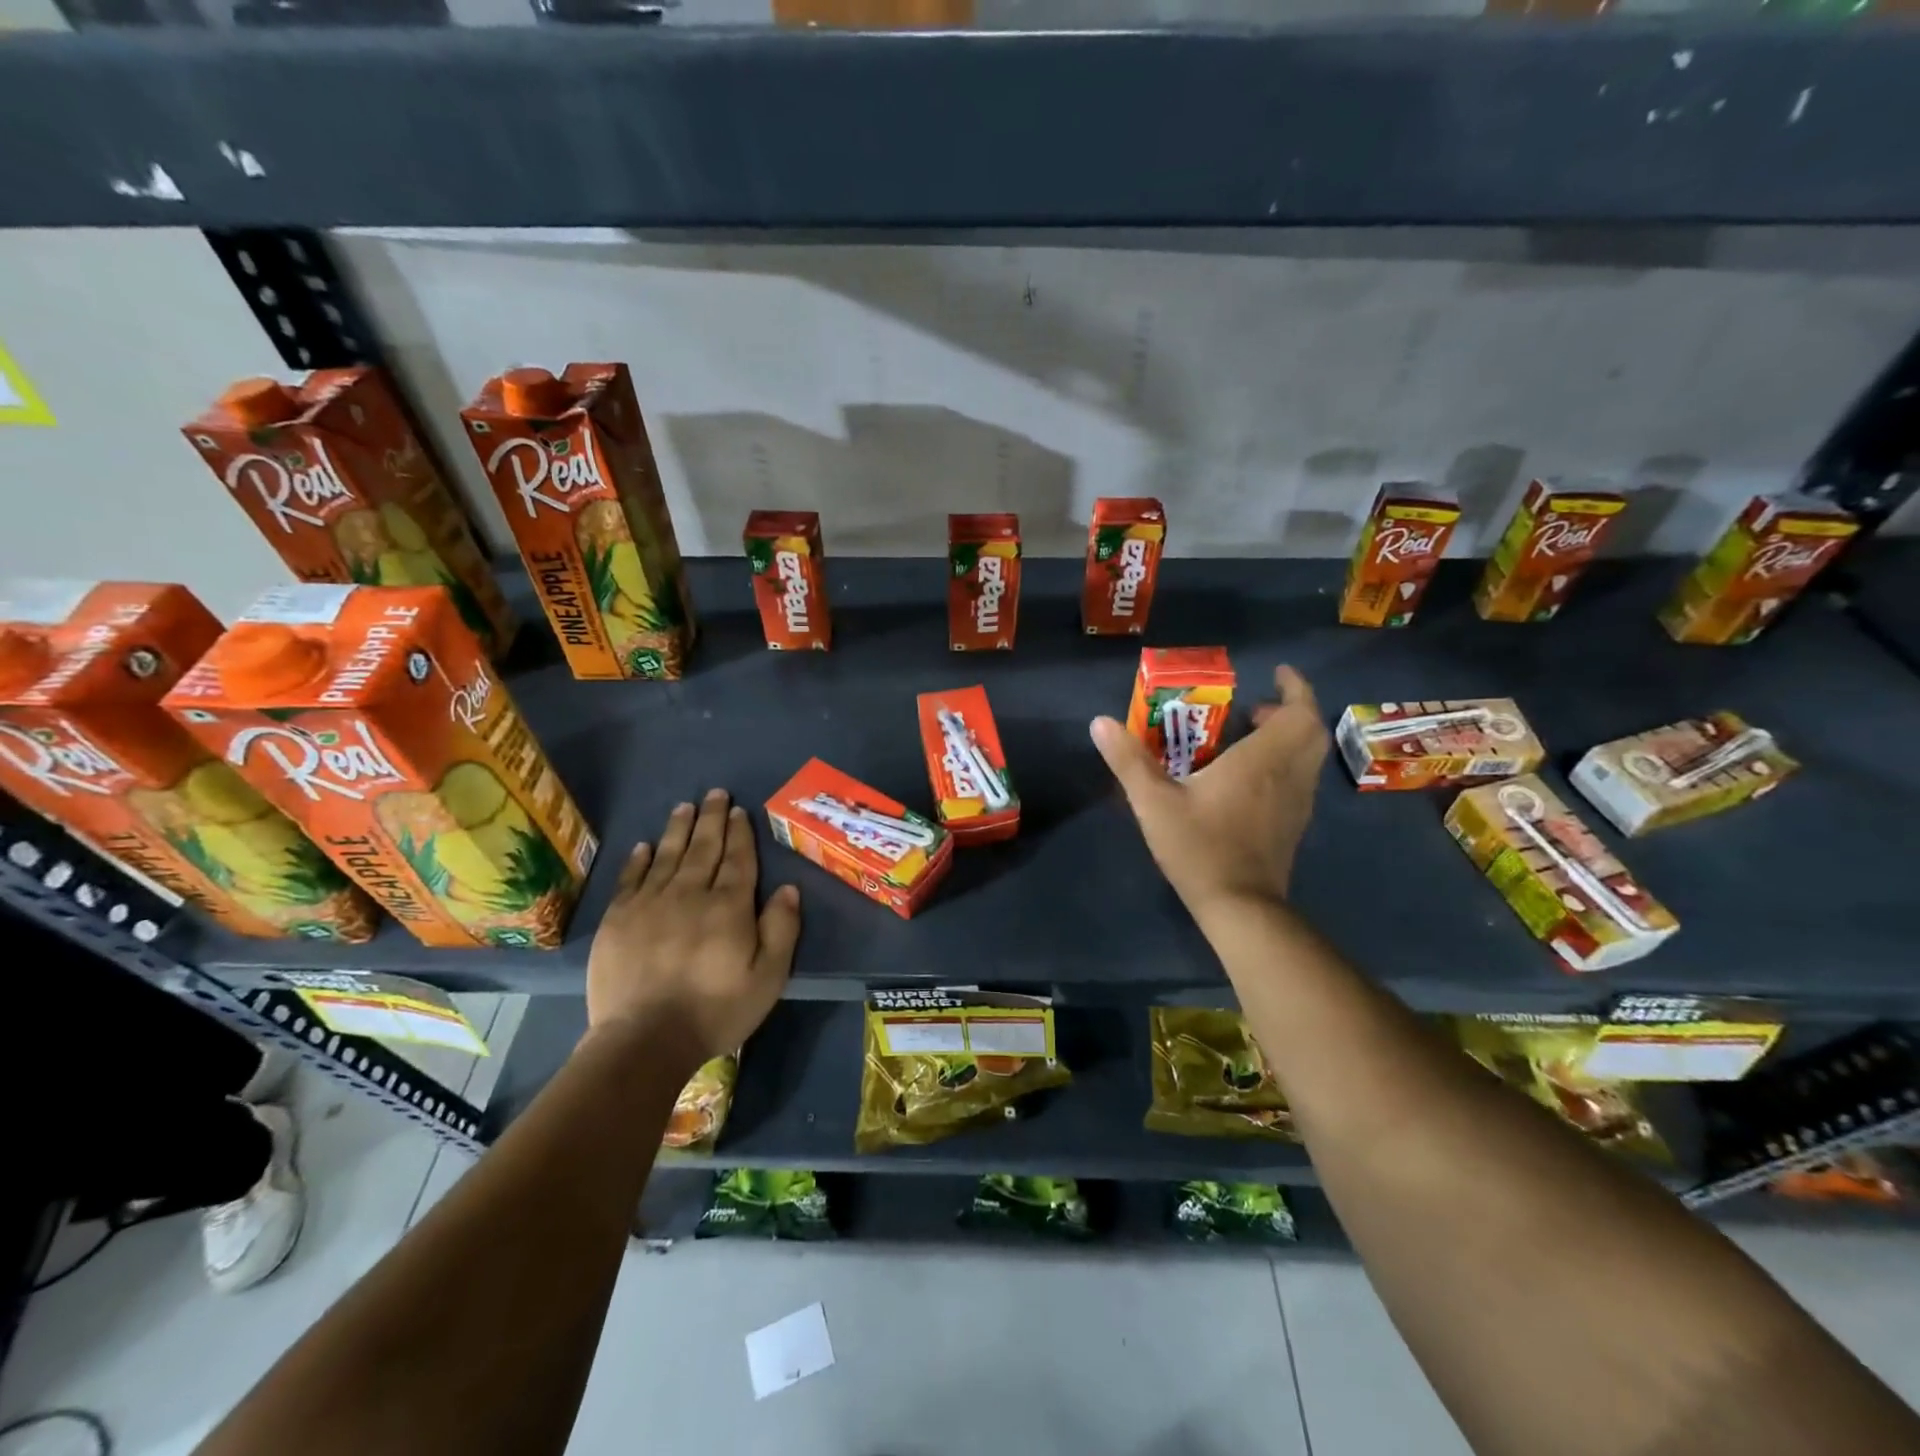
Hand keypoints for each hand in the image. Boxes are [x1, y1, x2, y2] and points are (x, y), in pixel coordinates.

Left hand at [585, 789, 801, 1065]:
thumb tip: (789, 888)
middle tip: (715, 793)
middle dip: (712, 819)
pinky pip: (631, 879)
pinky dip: (639, 859)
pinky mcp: (618, 920)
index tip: (739, 810)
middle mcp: (690, 894)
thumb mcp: (768, 977)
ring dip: (679, 829)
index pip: (738, 860)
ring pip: (668, 856)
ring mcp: (650, 904)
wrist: (644, 1040)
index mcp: (729, 907)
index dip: (740, 833)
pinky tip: (645, 846)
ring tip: (685, 806)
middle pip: (704, 848)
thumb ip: (781, 930)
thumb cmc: (715, 1011)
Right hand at [1091, 664, 1328, 921]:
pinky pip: (1299, 779)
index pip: (1300, 712)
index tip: (1279, 672)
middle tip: (1254, 708)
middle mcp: (1288, 775)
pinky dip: (1285, 764)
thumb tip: (1100, 722)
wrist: (1239, 906)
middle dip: (1291, 710)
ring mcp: (1296, 802)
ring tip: (1249, 737)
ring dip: (1288, 737)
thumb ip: (1128, 761)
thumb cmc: (1200, 847)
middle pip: (1310, 731)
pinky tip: (1249, 778)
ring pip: (1308, 756)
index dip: (1296, 687)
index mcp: (1261, 760)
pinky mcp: (1294, 824)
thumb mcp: (1154, 802)